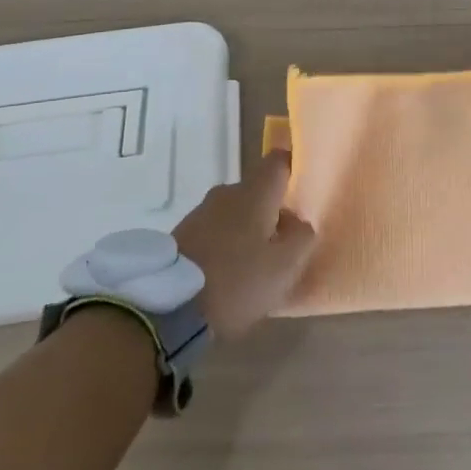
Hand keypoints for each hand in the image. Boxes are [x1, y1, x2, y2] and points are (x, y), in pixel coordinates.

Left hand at [172, 150, 315, 339]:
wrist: (168, 307)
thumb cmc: (237, 281)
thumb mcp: (284, 266)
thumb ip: (301, 237)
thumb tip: (299, 222)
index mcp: (254, 193)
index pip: (279, 161)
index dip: (293, 169)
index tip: (303, 191)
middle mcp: (226, 192)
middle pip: (257, 191)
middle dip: (271, 211)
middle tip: (283, 243)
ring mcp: (200, 212)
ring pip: (235, 212)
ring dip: (246, 230)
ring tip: (254, 265)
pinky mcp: (181, 235)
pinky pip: (214, 230)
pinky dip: (225, 244)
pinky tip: (228, 273)